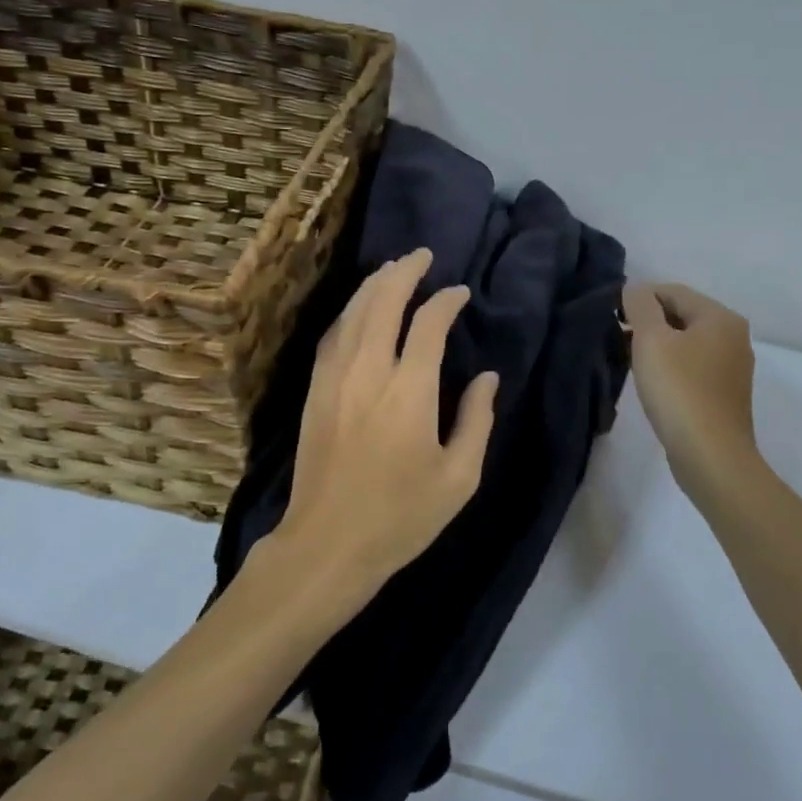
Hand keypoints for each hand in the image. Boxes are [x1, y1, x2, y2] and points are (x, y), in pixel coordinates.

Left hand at [274, 248, 498, 600]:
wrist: (327, 544)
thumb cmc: (401, 516)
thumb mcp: (459, 477)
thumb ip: (477, 420)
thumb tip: (487, 378)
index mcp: (409, 391)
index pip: (428, 324)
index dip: (446, 301)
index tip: (460, 293)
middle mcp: (368, 372)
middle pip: (383, 302)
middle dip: (404, 272)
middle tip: (422, 256)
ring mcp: (335, 378)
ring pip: (353, 313)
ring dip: (374, 285)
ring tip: (393, 269)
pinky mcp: (314, 391)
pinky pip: (332, 335)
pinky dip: (349, 312)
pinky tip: (358, 308)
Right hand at [622, 281, 760, 498]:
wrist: (710, 456)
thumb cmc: (680, 391)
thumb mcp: (651, 340)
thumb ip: (640, 306)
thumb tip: (635, 289)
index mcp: (721, 318)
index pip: (673, 291)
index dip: (639, 298)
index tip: (613, 317)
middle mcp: (733, 337)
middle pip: (681, 315)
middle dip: (647, 322)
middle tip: (617, 339)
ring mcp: (732, 368)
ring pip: (686, 343)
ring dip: (657, 346)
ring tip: (629, 361)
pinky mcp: (724, 395)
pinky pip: (691, 367)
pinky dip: (670, 367)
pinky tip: (652, 384)